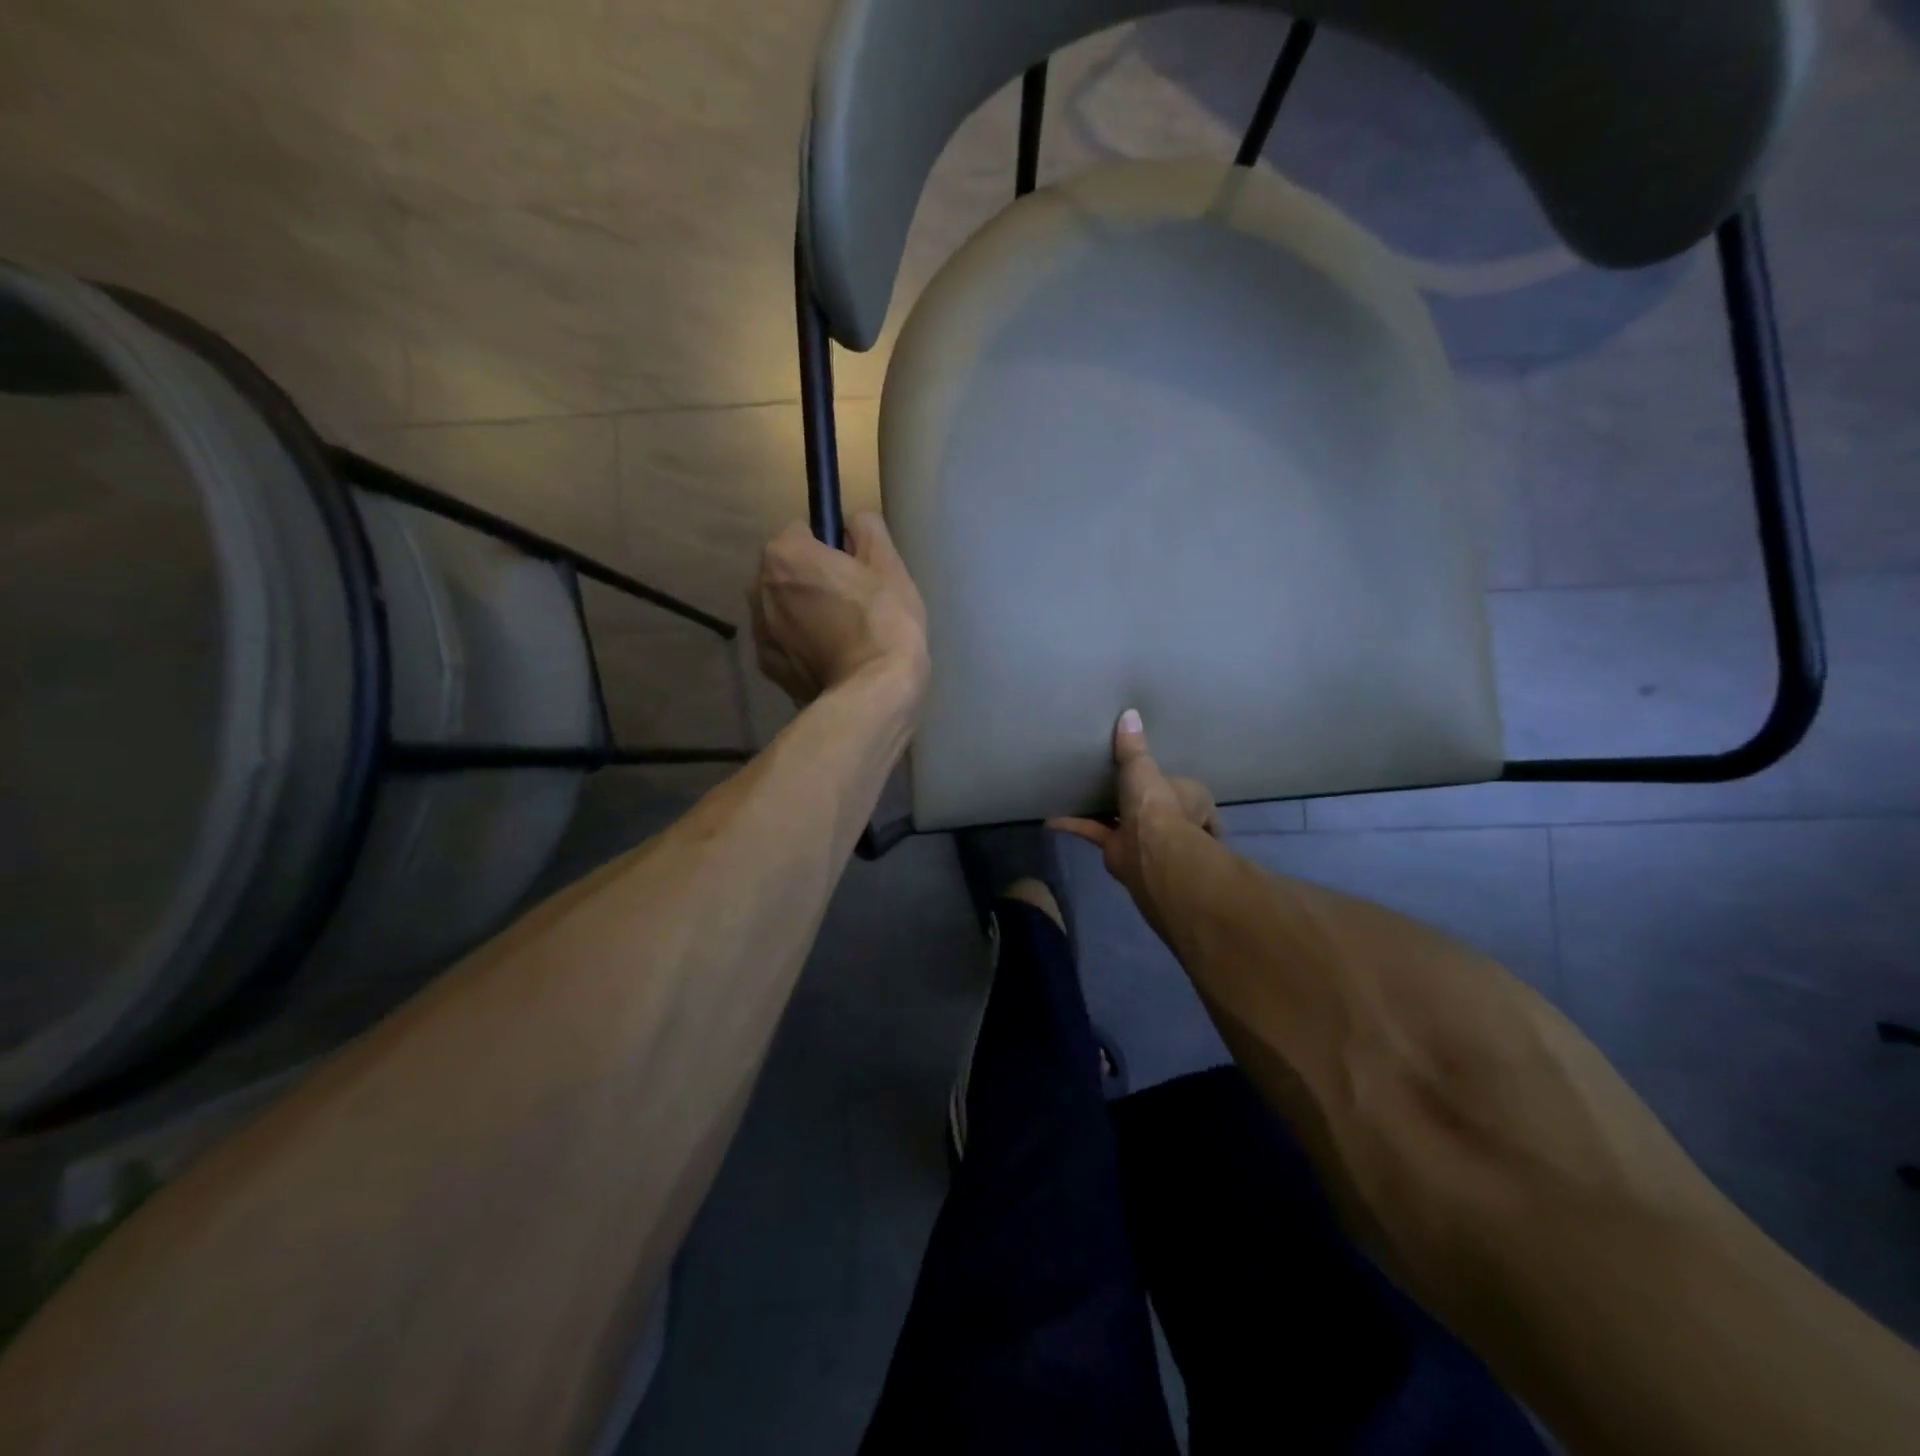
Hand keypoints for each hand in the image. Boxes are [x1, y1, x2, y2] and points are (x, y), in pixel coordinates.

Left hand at [750, 512, 928, 706]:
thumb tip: (852, 523)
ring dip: (803, 612)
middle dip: (810, 579)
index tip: (853, 568)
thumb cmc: (882, 619)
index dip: (830, 547)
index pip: (802, 532)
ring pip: (782, 608)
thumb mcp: (887, 563)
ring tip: (841, 635)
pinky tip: (830, 659)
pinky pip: (783, 643)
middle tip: (850, 602)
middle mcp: (759, 588)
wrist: (874, 691)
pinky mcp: (767, 667)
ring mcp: (759, 631)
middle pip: (786, 571)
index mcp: (784, 555)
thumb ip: (866, 529)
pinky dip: (800, 646)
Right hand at [1051, 710, 1219, 893]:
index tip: (1162, 777)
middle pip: (1156, 808)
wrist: (1148, 850)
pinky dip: (1074, 825)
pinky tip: (1051, 818)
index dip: (1176, 786)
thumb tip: (1129, 713)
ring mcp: (1143, 837)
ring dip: (1106, 813)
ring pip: (1124, 821)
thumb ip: (1132, 746)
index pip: (1187, 791)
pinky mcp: (1118, 849)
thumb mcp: (1142, 766)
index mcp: (1188, 798)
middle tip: (1120, 784)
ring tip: (1086, 796)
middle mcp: (1170, 819)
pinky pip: (1093, 832)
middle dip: (1141, 802)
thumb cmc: (1157, 803)